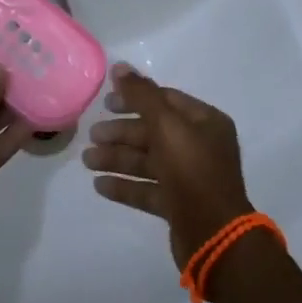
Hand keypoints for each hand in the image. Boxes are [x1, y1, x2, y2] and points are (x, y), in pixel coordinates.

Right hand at [81, 63, 253, 263]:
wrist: (214, 236)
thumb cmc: (192, 171)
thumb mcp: (166, 125)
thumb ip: (142, 95)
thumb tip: (120, 66)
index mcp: (205, 122)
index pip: (165, 100)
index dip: (135, 98)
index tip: (106, 102)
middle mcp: (200, 146)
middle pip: (154, 131)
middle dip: (121, 132)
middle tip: (92, 135)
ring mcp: (190, 177)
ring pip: (148, 161)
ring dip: (117, 159)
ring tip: (87, 161)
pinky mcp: (179, 205)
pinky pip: (148, 189)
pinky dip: (125, 185)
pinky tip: (99, 185)